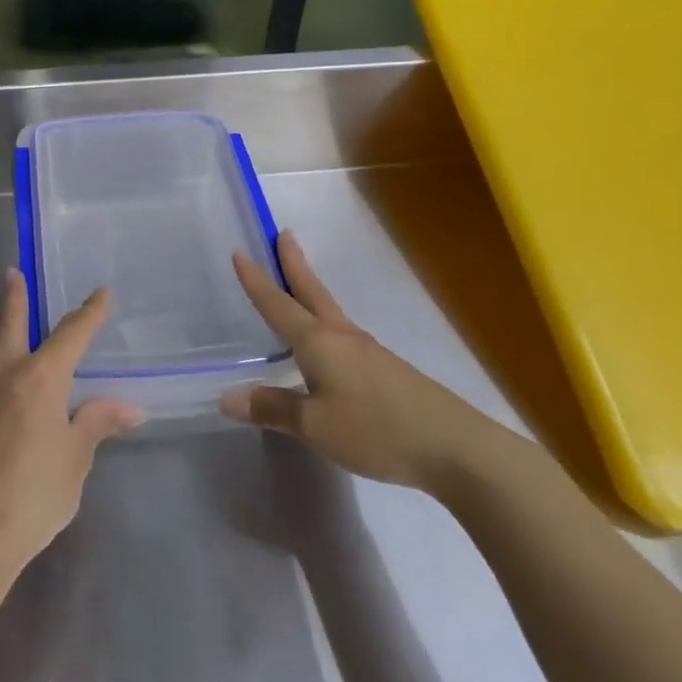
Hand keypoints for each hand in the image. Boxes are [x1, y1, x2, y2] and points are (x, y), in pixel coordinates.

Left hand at [0, 270, 143, 567]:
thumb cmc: (34, 492)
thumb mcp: (75, 458)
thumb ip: (97, 423)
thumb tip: (129, 407)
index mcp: (40, 378)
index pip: (71, 334)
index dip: (89, 313)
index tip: (101, 294)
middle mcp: (6, 376)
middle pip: (10, 325)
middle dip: (15, 298)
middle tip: (11, 272)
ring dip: (3, 330)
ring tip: (9, 319)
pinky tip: (4, 380)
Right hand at [219, 231, 501, 492]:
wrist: (455, 446)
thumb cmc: (376, 429)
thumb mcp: (316, 426)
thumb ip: (272, 409)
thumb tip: (227, 396)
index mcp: (319, 342)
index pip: (278, 305)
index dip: (257, 281)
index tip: (240, 252)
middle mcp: (342, 336)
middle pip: (312, 291)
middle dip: (294, 264)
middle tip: (284, 234)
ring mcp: (368, 351)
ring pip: (329, 311)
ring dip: (309, 290)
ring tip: (297, 284)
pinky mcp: (385, 369)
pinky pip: (343, 335)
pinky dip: (324, 322)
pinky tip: (327, 344)